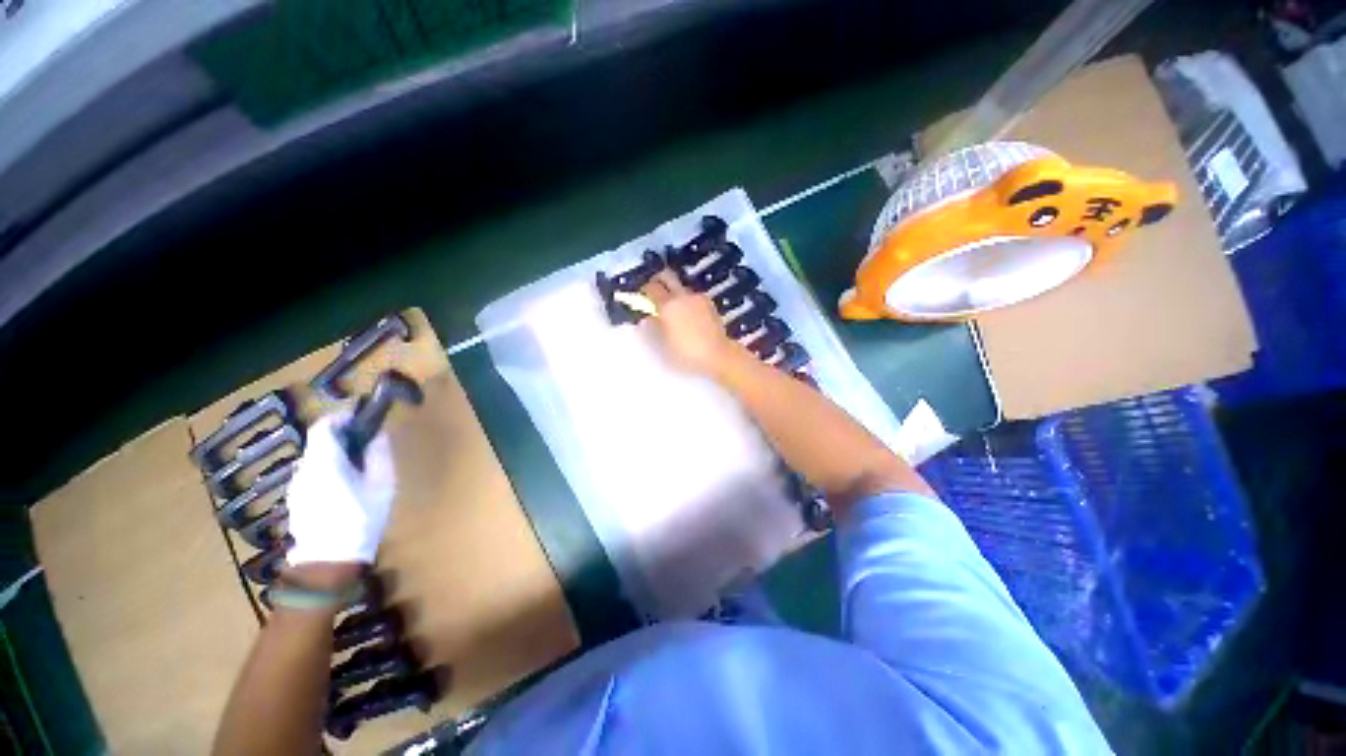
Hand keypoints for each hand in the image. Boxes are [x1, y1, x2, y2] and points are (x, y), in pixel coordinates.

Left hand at [284, 411, 395, 566]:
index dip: (341, 417)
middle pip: (319, 443)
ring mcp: (297, 486)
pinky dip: (328, 470)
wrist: (330, 560)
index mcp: (324, 462)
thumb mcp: (382, 484)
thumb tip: (379, 434)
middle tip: (367, 445)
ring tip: (359, 469)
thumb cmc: (361, 518)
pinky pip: (313, 475)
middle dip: (343, 438)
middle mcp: (304, 470)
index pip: (323, 426)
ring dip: (336, 455)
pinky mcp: (296, 499)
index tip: (362, 419)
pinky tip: (345, 488)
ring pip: (316, 459)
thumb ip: (379, 454)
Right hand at [640, 270, 740, 378]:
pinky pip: (693, 297)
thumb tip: (648, 318)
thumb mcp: (663, 345)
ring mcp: (698, 298)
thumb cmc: (686, 353)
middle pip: (667, 276)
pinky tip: (688, 315)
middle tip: (654, 290)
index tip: (641, 295)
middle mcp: (682, 296)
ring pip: (681, 287)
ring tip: (673, 309)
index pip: (651, 287)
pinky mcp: (710, 303)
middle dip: (659, 280)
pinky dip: (687, 301)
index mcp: (667, 305)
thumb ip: (653, 328)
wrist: (718, 354)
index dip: (644, 289)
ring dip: (674, 293)